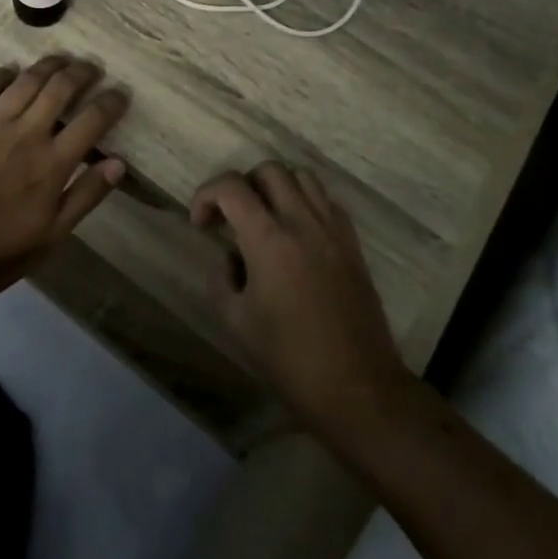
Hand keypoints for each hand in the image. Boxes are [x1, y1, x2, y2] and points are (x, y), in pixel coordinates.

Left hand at [0, 56, 128, 299]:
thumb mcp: (50, 236)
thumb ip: (85, 196)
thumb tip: (118, 163)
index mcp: (52, 163)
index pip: (92, 120)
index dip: (111, 102)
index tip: (121, 93)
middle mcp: (26, 134)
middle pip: (60, 88)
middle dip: (82, 72)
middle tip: (94, 67)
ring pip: (26, 81)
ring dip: (48, 65)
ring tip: (62, 59)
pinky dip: (2, 74)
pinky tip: (11, 68)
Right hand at [192, 162, 410, 432]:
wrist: (357, 388)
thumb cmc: (289, 359)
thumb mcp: (236, 321)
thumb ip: (222, 277)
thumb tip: (230, 257)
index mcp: (270, 240)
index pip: (231, 186)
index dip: (206, 195)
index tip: (200, 224)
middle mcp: (303, 222)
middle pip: (269, 170)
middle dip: (241, 185)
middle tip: (230, 218)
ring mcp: (333, 230)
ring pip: (302, 177)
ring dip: (275, 187)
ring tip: (263, 218)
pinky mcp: (353, 244)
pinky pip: (326, 201)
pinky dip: (304, 202)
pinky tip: (295, 233)